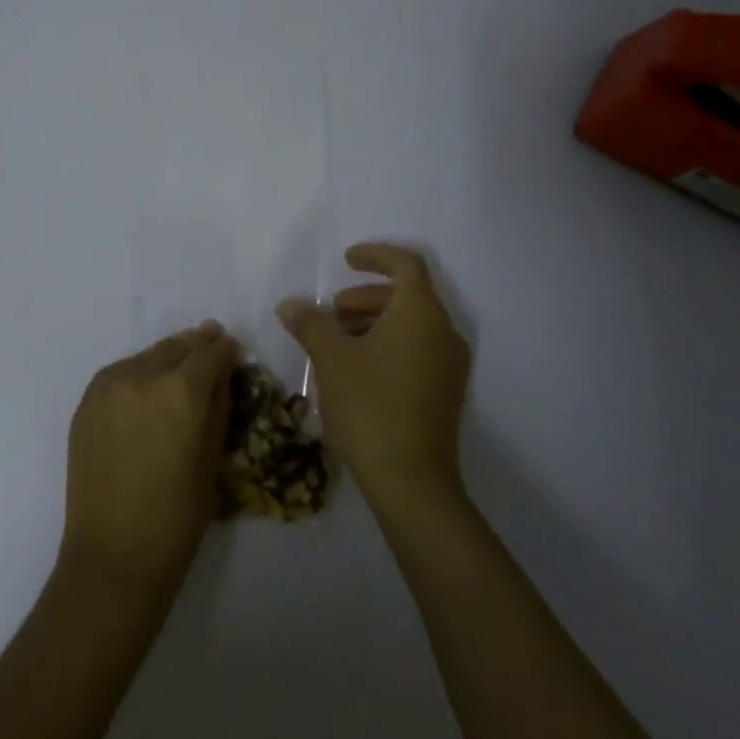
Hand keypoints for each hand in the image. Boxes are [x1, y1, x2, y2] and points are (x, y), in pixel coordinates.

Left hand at [57, 322, 236, 604]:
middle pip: (176, 347)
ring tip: (180, 360)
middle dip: (197, 344)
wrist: (113, 554)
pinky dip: (138, 370)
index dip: (224, 349)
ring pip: (146, 356)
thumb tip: (222, 374)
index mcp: (182, 391)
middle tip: (210, 340)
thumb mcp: (212, 460)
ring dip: (167, 355)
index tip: (231, 347)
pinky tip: (147, 382)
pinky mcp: (87, 401)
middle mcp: (143, 376)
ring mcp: (109, 386)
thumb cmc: (177, 517)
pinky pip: (119, 372)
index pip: (209, 353)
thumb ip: (218, 406)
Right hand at [278, 243, 471, 513]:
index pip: (406, 264)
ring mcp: (449, 366)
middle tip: (331, 312)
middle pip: (406, 296)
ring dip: (372, 322)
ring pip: (410, 326)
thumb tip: (290, 305)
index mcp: (421, 313)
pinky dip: (386, 345)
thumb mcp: (331, 358)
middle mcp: (443, 333)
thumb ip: (310, 323)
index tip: (345, 260)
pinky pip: (416, 350)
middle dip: (364, 297)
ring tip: (335, 343)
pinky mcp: (444, 394)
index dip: (375, 256)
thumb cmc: (370, 405)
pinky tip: (354, 370)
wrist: (411, 482)